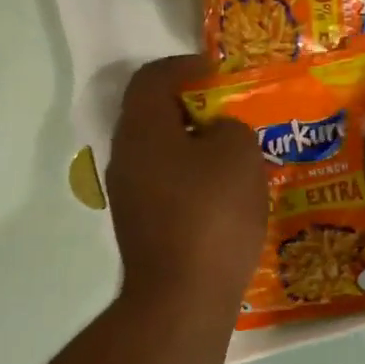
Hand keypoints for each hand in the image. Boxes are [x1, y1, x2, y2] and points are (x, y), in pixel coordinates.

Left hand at [105, 56, 266, 316]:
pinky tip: (226, 195)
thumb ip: (230, 128)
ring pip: (162, 153)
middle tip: (233, 114)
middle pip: (154, 116)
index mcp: (142, 130)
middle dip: (194, 108)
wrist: (183, 297)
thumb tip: (217, 134)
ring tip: (236, 154)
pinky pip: (167, 185)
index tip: (217, 72)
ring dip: (195, 146)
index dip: (185, 66)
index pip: (152, 78)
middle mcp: (125, 158)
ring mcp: (129, 196)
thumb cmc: (212, 214)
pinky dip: (193, 178)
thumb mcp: (239, 154)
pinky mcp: (142, 227)